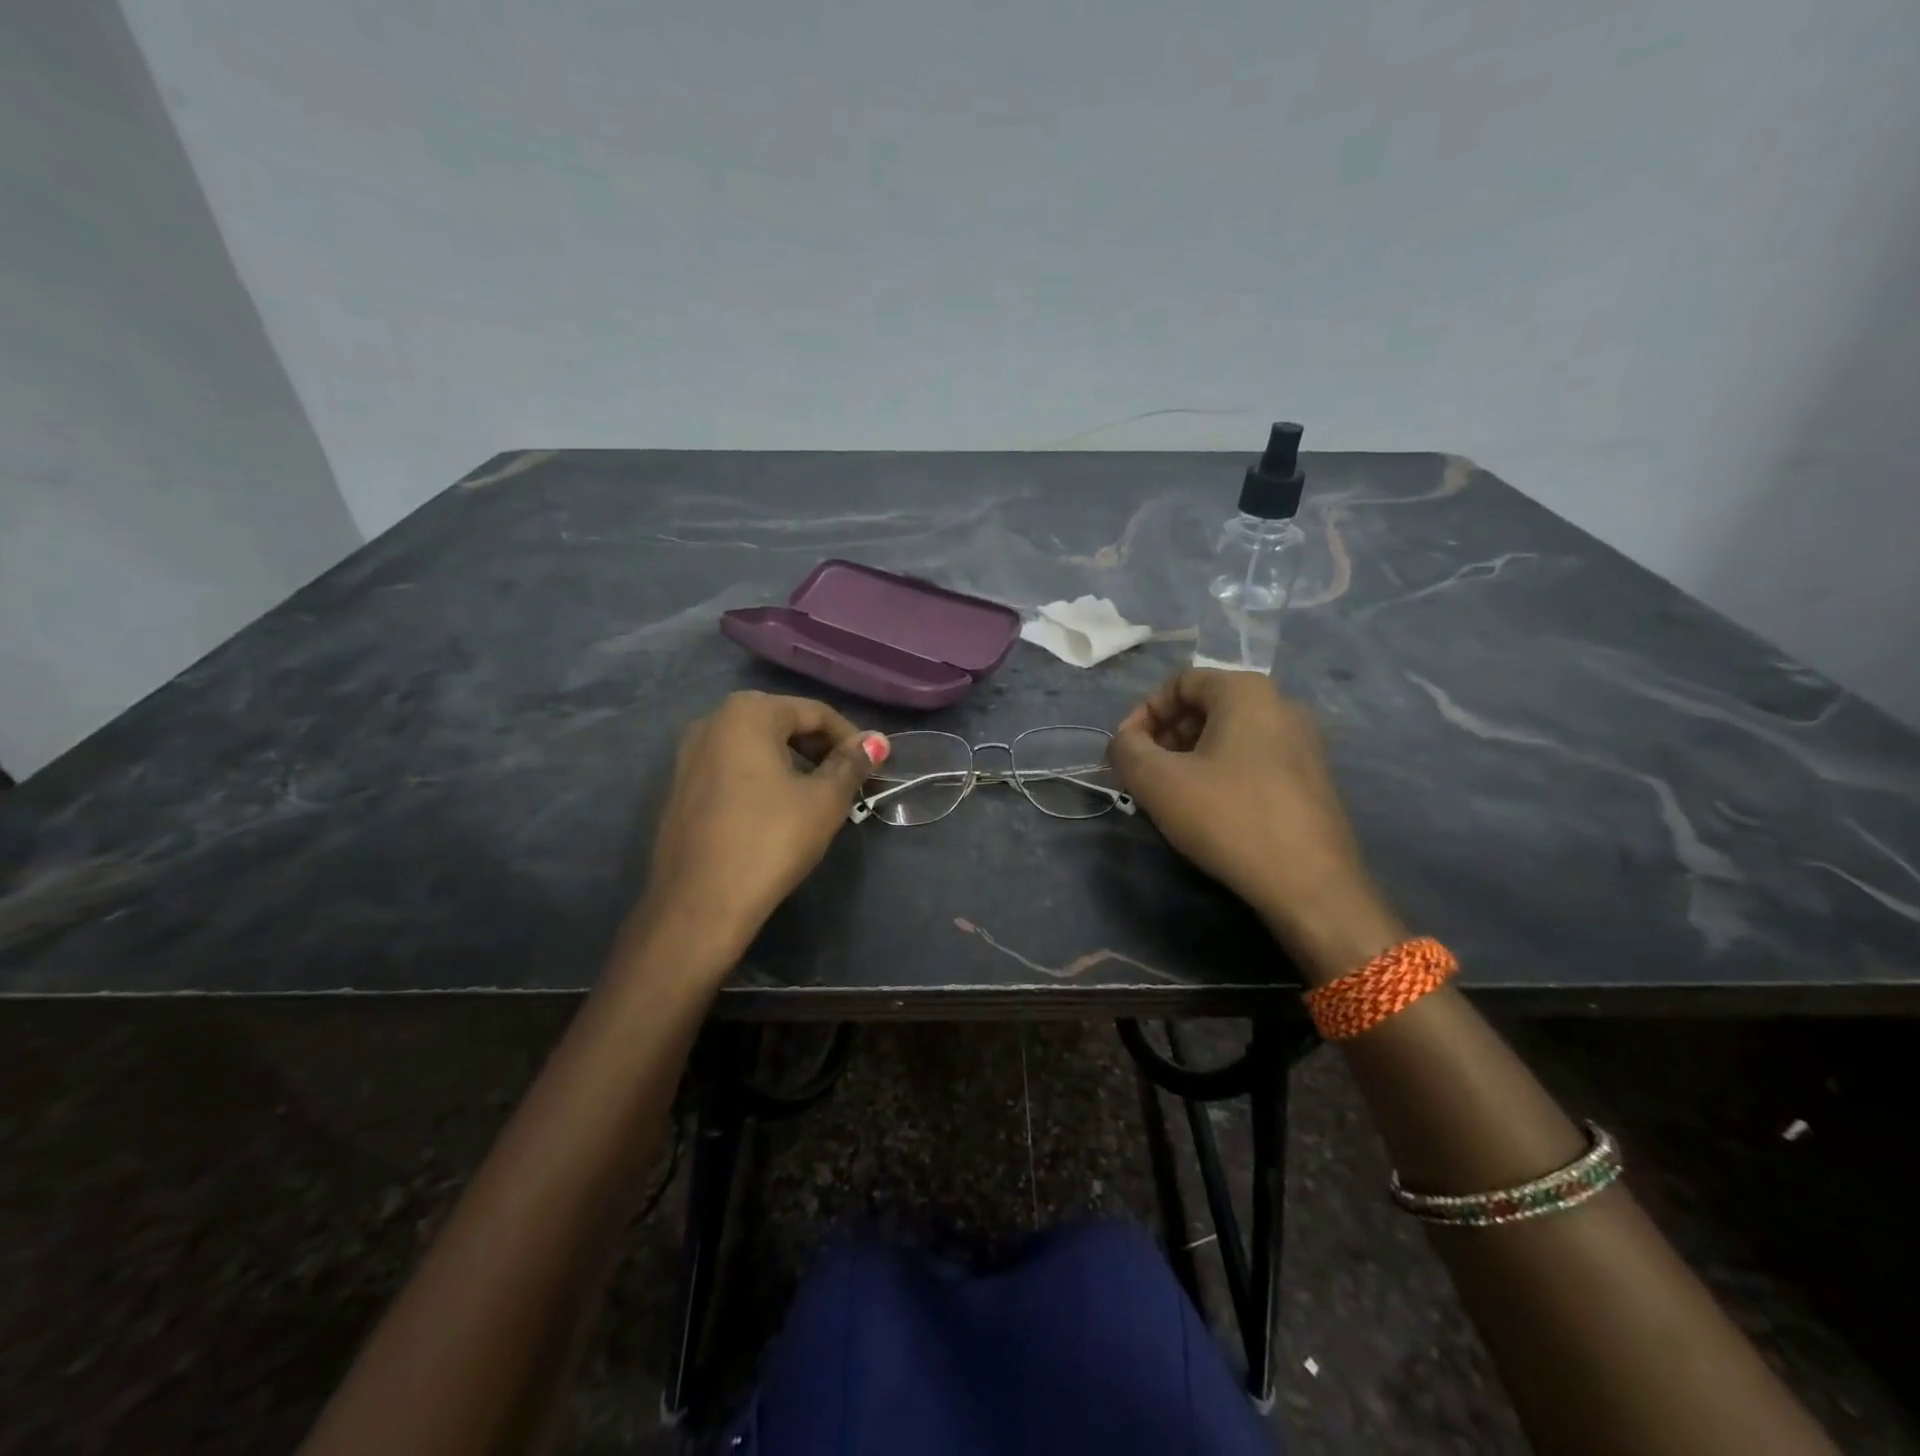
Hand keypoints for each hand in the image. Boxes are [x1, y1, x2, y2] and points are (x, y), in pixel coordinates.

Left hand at [628, 691, 885, 969]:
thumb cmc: (770, 841)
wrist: (699, 904)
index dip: (851, 739)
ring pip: (757, 747)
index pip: (815, 713)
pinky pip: (733, 768)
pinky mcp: (681, 787)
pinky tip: (779, 811)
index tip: (873, 768)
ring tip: (819, 797)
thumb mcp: (824, 800)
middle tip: (849, 783)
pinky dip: (763, 779)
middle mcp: (712, 721)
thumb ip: (852, 764)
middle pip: (783, 723)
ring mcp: (689, 754)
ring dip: (794, 764)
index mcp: (748, 713)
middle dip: (821, 749)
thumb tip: (876, 741)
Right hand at [1109, 669, 1401, 983]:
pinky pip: (1253, 759)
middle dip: (1165, 736)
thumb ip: (1126, 750)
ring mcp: (1304, 743)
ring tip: (1170, 794)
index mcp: (1247, 692)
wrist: (1310, 884)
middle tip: (1143, 773)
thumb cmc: (1229, 818)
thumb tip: (1123, 743)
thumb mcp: (1158, 781)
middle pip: (1206, 706)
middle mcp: (1282, 705)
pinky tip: (1208, 810)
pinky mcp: (1312, 778)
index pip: (1180, 682)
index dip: (1143, 712)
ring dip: (1189, 757)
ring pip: (1229, 735)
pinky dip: (1220, 772)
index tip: (1124, 751)